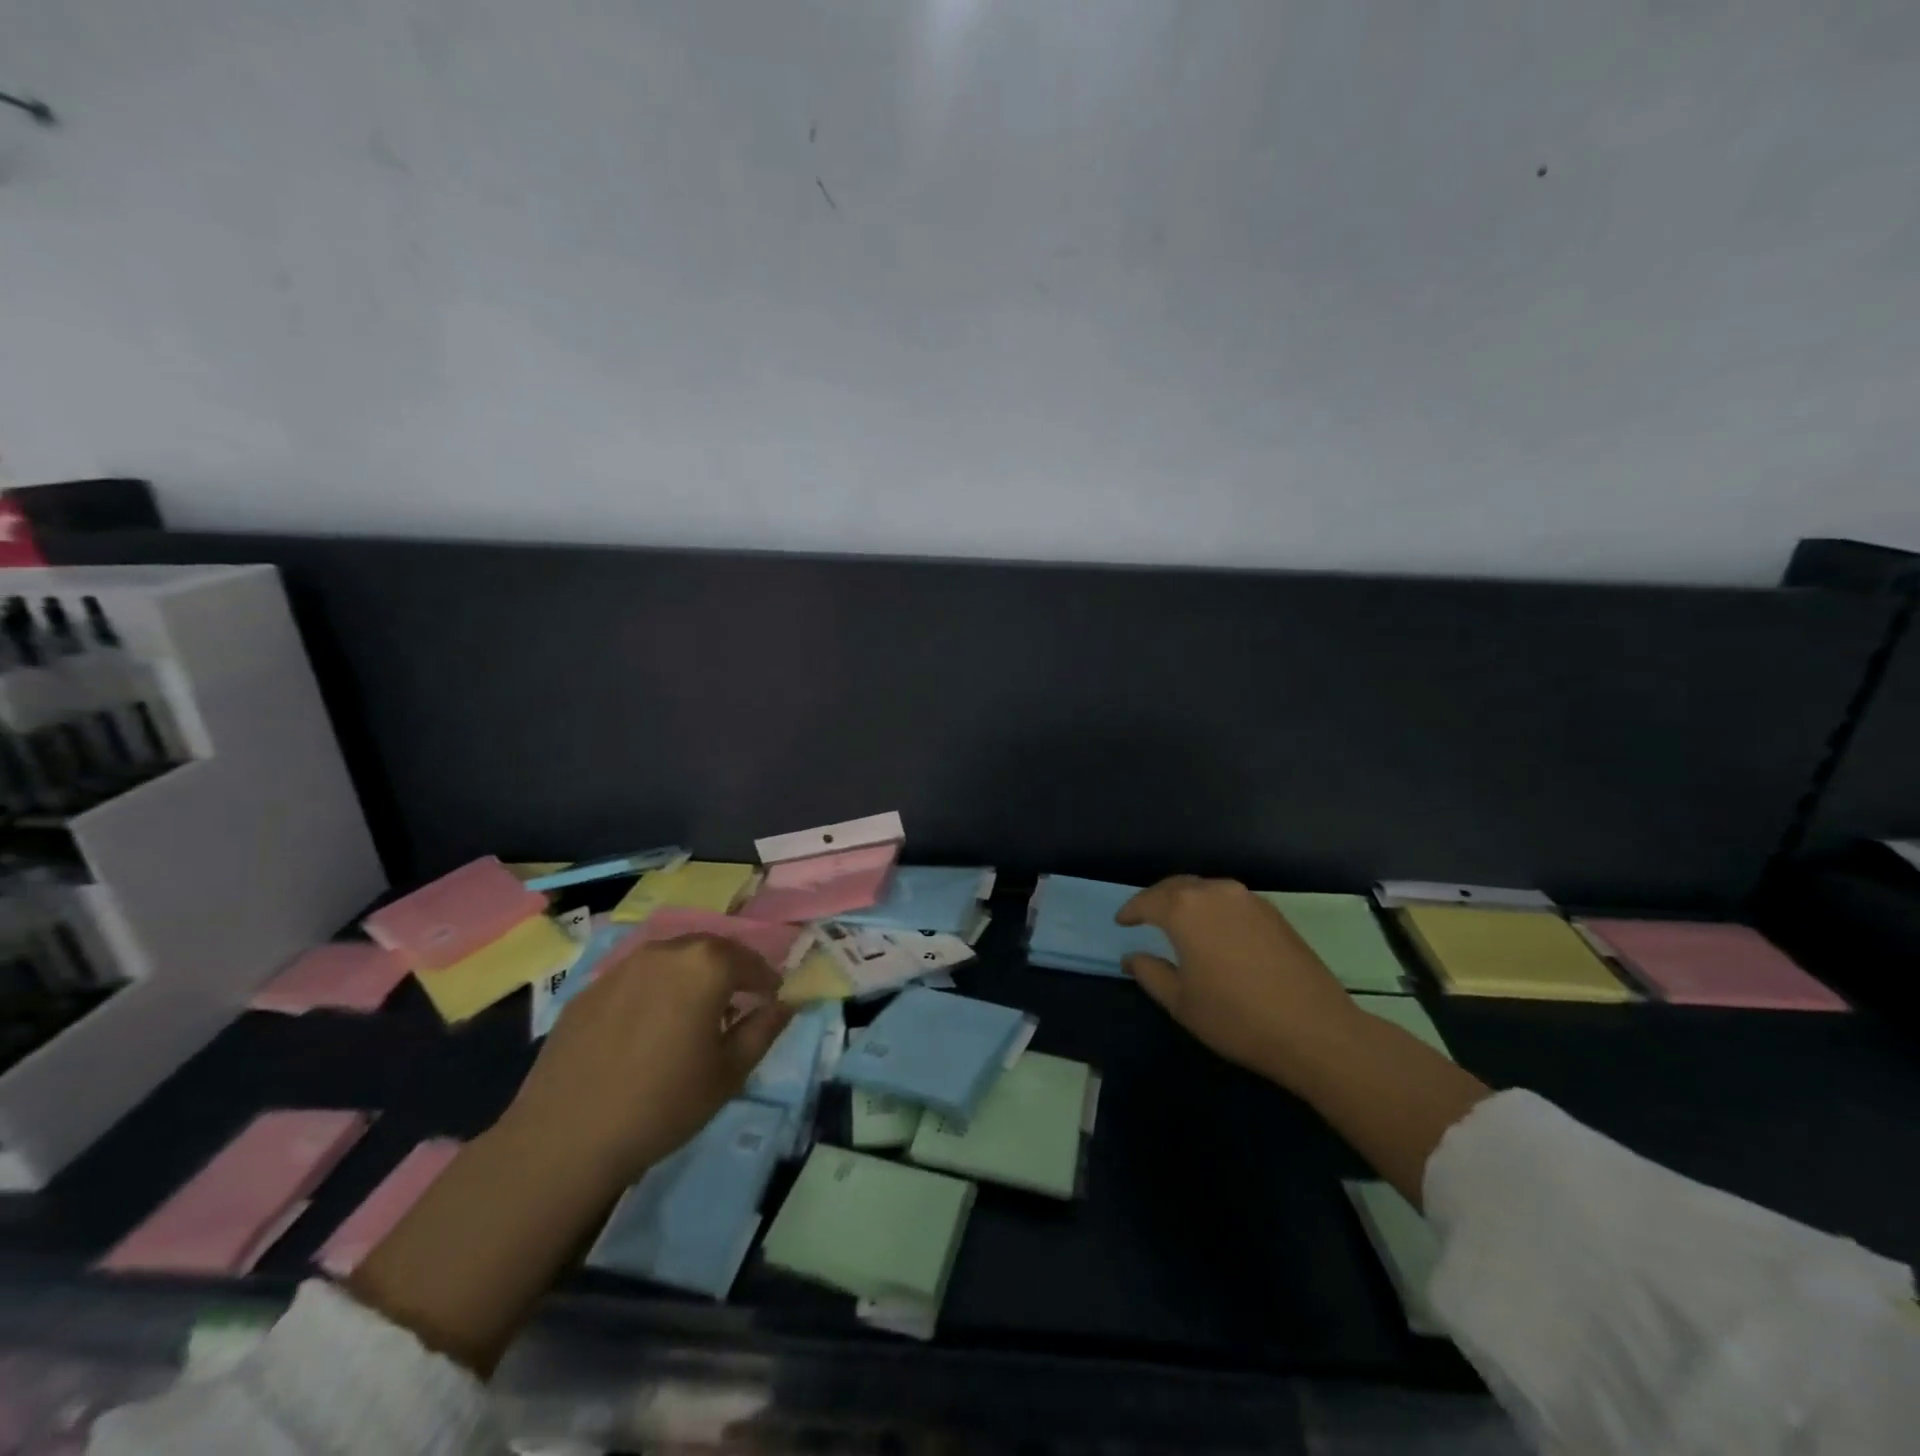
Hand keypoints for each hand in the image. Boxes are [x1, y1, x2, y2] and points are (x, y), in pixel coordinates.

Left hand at [500, 934, 794, 1188]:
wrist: (565, 1137)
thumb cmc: (663, 1104)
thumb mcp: (729, 1072)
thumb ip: (763, 1030)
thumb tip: (784, 1004)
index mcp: (705, 965)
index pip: (749, 961)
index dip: (766, 981)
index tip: (771, 1001)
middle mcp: (665, 952)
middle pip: (709, 951)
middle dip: (729, 972)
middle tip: (736, 1004)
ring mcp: (622, 968)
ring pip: (670, 962)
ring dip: (690, 979)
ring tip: (691, 1016)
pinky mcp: (588, 990)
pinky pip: (635, 980)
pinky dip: (653, 993)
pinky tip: (647, 1030)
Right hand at [1118, 876, 1362, 1083]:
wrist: (1314, 1030)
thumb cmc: (1236, 1017)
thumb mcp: (1181, 1002)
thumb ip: (1150, 973)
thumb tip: (1132, 957)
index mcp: (1185, 909)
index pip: (1148, 901)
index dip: (1131, 911)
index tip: (1121, 922)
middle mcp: (1215, 892)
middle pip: (1176, 886)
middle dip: (1157, 899)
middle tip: (1145, 917)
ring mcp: (1249, 899)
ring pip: (1206, 890)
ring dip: (1187, 901)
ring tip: (1178, 922)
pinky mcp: (1273, 913)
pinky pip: (1230, 901)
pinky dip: (1213, 909)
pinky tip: (1215, 931)